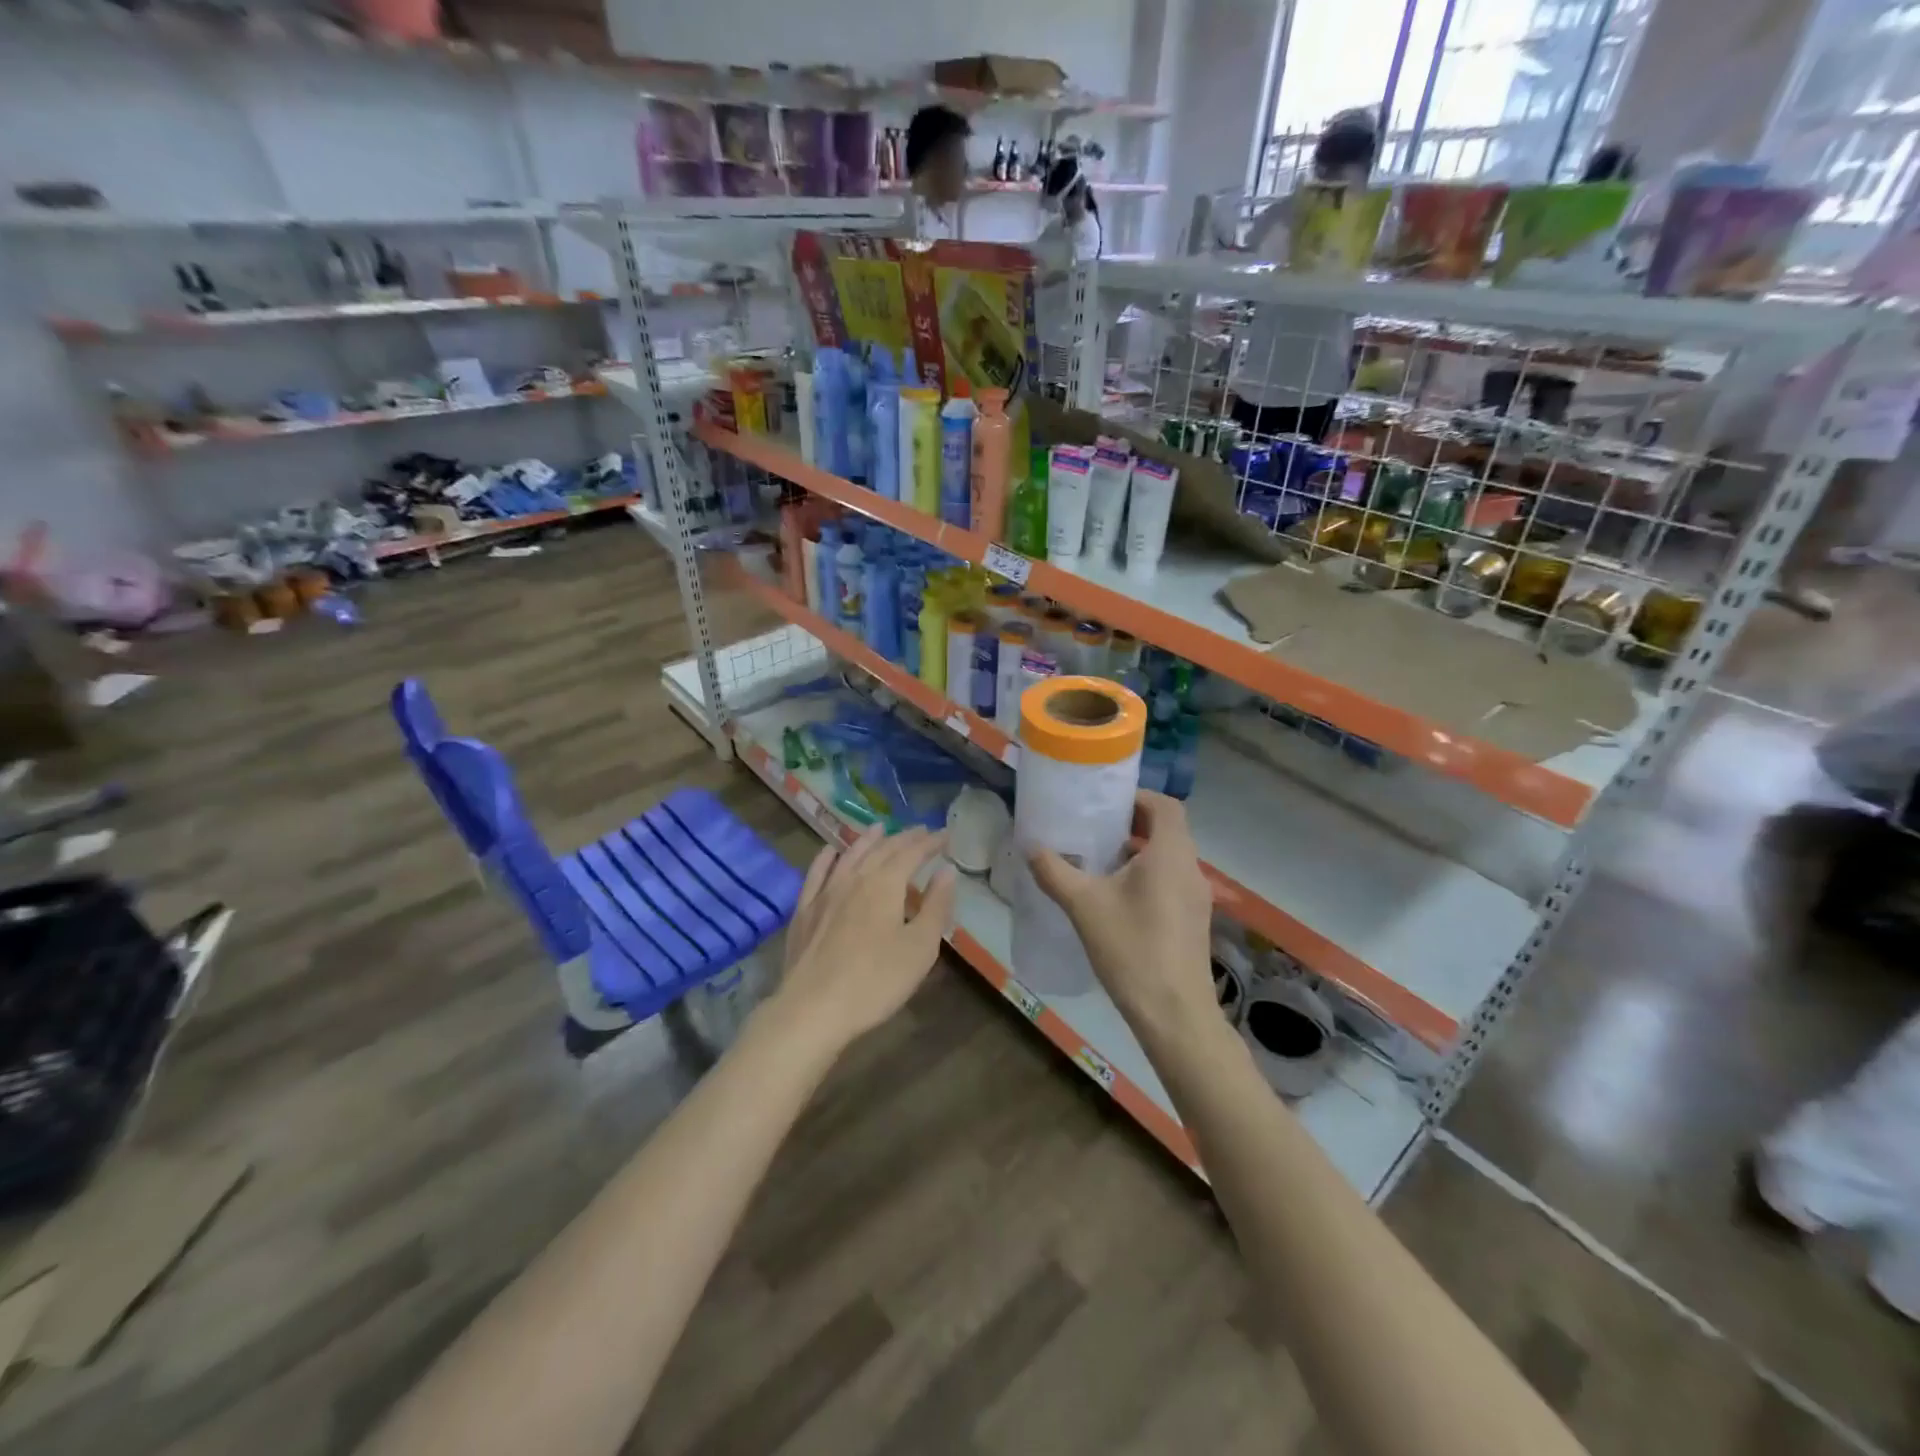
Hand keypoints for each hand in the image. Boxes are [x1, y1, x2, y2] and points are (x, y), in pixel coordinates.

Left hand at [770, 825, 956, 1055]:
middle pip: (882, 850)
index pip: (912, 853)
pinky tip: (830, 852)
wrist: (813, 1009)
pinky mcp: (804, 911)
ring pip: (849, 855)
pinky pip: (816, 874)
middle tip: (919, 831)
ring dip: (868, 840)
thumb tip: (947, 871)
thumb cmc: (876, 980)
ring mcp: (825, 893)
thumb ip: (936, 906)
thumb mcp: (920, 947)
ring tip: (879, 828)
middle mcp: (854, 878)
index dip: (930, 842)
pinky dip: (826, 858)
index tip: (945, 834)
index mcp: (886, 884)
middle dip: (904, 838)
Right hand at [1028, 792, 1214, 1031]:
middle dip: (1134, 823)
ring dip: (1141, 851)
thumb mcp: (1084, 905)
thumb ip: (1055, 871)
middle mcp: (1191, 869)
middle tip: (1097, 828)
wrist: (1174, 1013)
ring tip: (1102, 861)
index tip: (1107, 803)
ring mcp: (1197, 897)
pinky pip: (1173, 881)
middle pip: (1169, 830)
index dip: (1138, 797)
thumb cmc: (1131, 949)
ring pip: (1171, 857)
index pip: (1165, 806)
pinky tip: (1119, 899)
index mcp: (1171, 854)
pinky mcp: (1195, 921)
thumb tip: (1030, 846)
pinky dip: (1150, 875)